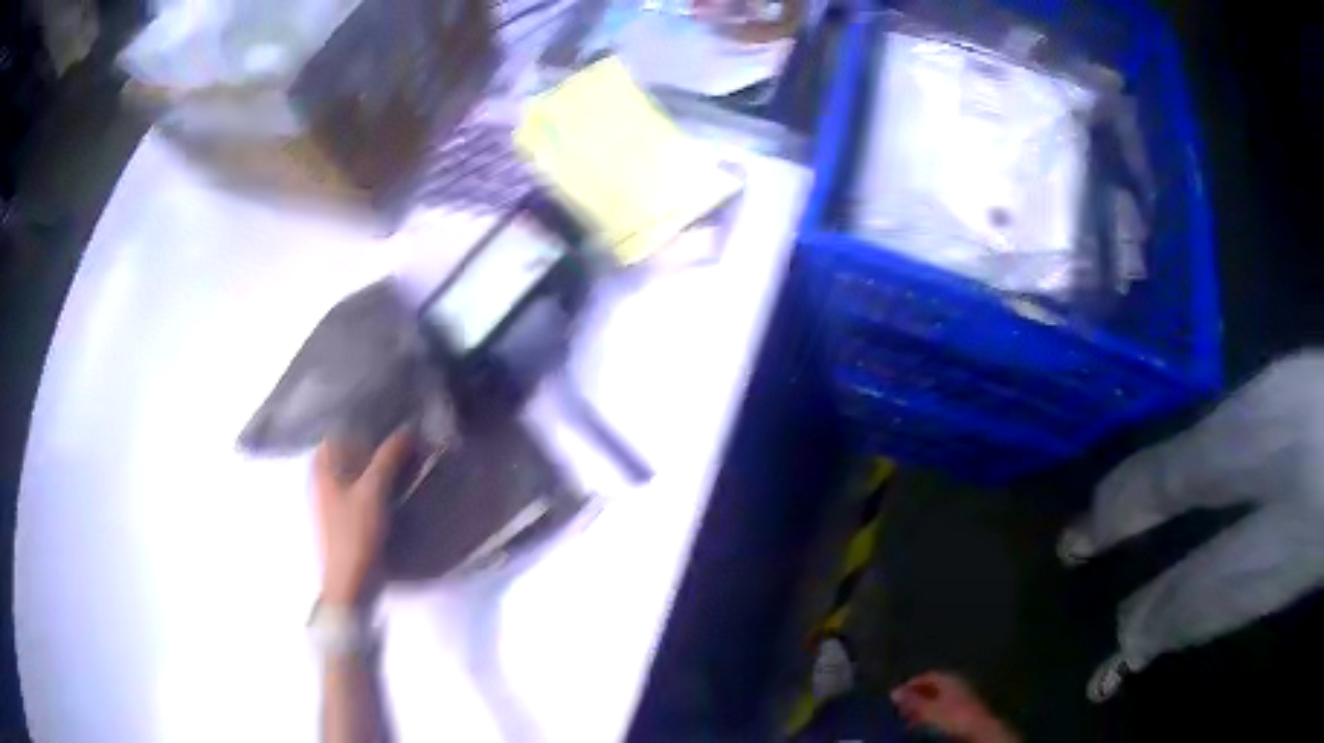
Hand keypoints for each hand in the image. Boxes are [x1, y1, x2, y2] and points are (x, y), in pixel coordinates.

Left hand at [313, 429, 410, 606]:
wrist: (350, 583)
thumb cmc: (354, 534)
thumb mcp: (373, 492)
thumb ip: (388, 459)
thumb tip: (407, 430)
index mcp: (322, 465)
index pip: (341, 428)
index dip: (365, 420)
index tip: (392, 413)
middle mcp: (323, 476)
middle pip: (350, 448)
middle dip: (376, 440)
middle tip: (406, 432)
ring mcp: (334, 496)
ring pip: (358, 467)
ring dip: (379, 461)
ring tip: (408, 453)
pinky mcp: (346, 514)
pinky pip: (363, 485)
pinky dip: (378, 479)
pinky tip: (398, 481)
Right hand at [891, 672, 1018, 742]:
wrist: (978, 729)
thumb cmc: (953, 715)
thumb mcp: (929, 709)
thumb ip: (912, 701)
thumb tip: (893, 692)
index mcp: (949, 678)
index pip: (926, 675)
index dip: (910, 684)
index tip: (895, 695)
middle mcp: (957, 683)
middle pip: (932, 686)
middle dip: (916, 696)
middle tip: (900, 708)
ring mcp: (962, 695)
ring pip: (937, 698)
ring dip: (923, 706)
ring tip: (909, 718)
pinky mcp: (964, 709)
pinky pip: (943, 707)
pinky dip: (931, 713)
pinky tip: (925, 723)